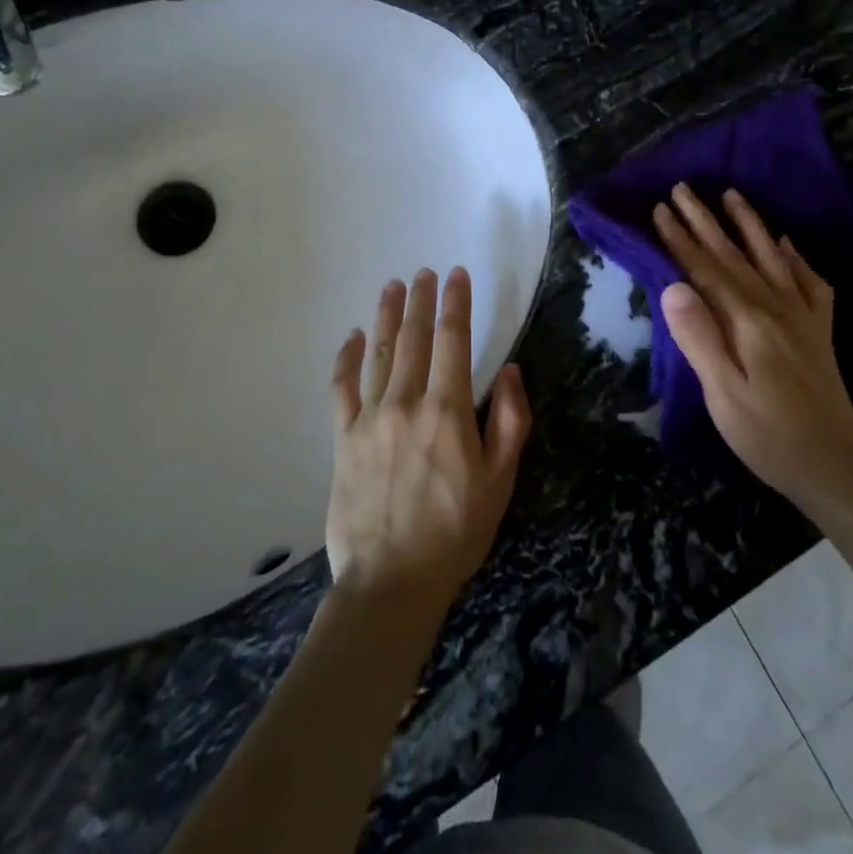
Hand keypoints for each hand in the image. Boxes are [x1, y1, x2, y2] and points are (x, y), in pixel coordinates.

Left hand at [326, 267, 531, 621]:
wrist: (391, 582)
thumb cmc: (455, 533)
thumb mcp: (500, 481)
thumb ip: (509, 421)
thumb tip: (510, 372)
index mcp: (447, 410)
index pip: (453, 340)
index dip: (456, 303)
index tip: (457, 275)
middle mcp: (406, 402)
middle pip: (414, 337)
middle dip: (421, 299)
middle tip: (424, 272)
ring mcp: (370, 418)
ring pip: (379, 353)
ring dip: (387, 316)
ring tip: (392, 286)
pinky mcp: (343, 438)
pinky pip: (342, 388)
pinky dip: (347, 358)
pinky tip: (354, 337)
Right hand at [653, 184, 852, 504]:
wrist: (836, 468)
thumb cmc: (769, 436)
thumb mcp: (723, 394)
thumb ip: (699, 337)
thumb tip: (672, 286)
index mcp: (748, 321)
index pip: (706, 269)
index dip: (680, 239)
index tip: (659, 209)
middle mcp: (777, 307)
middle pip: (734, 255)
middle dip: (705, 220)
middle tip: (682, 188)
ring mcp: (803, 316)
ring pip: (771, 257)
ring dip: (749, 224)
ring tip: (732, 195)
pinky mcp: (820, 331)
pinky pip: (810, 282)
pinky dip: (796, 258)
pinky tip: (787, 244)